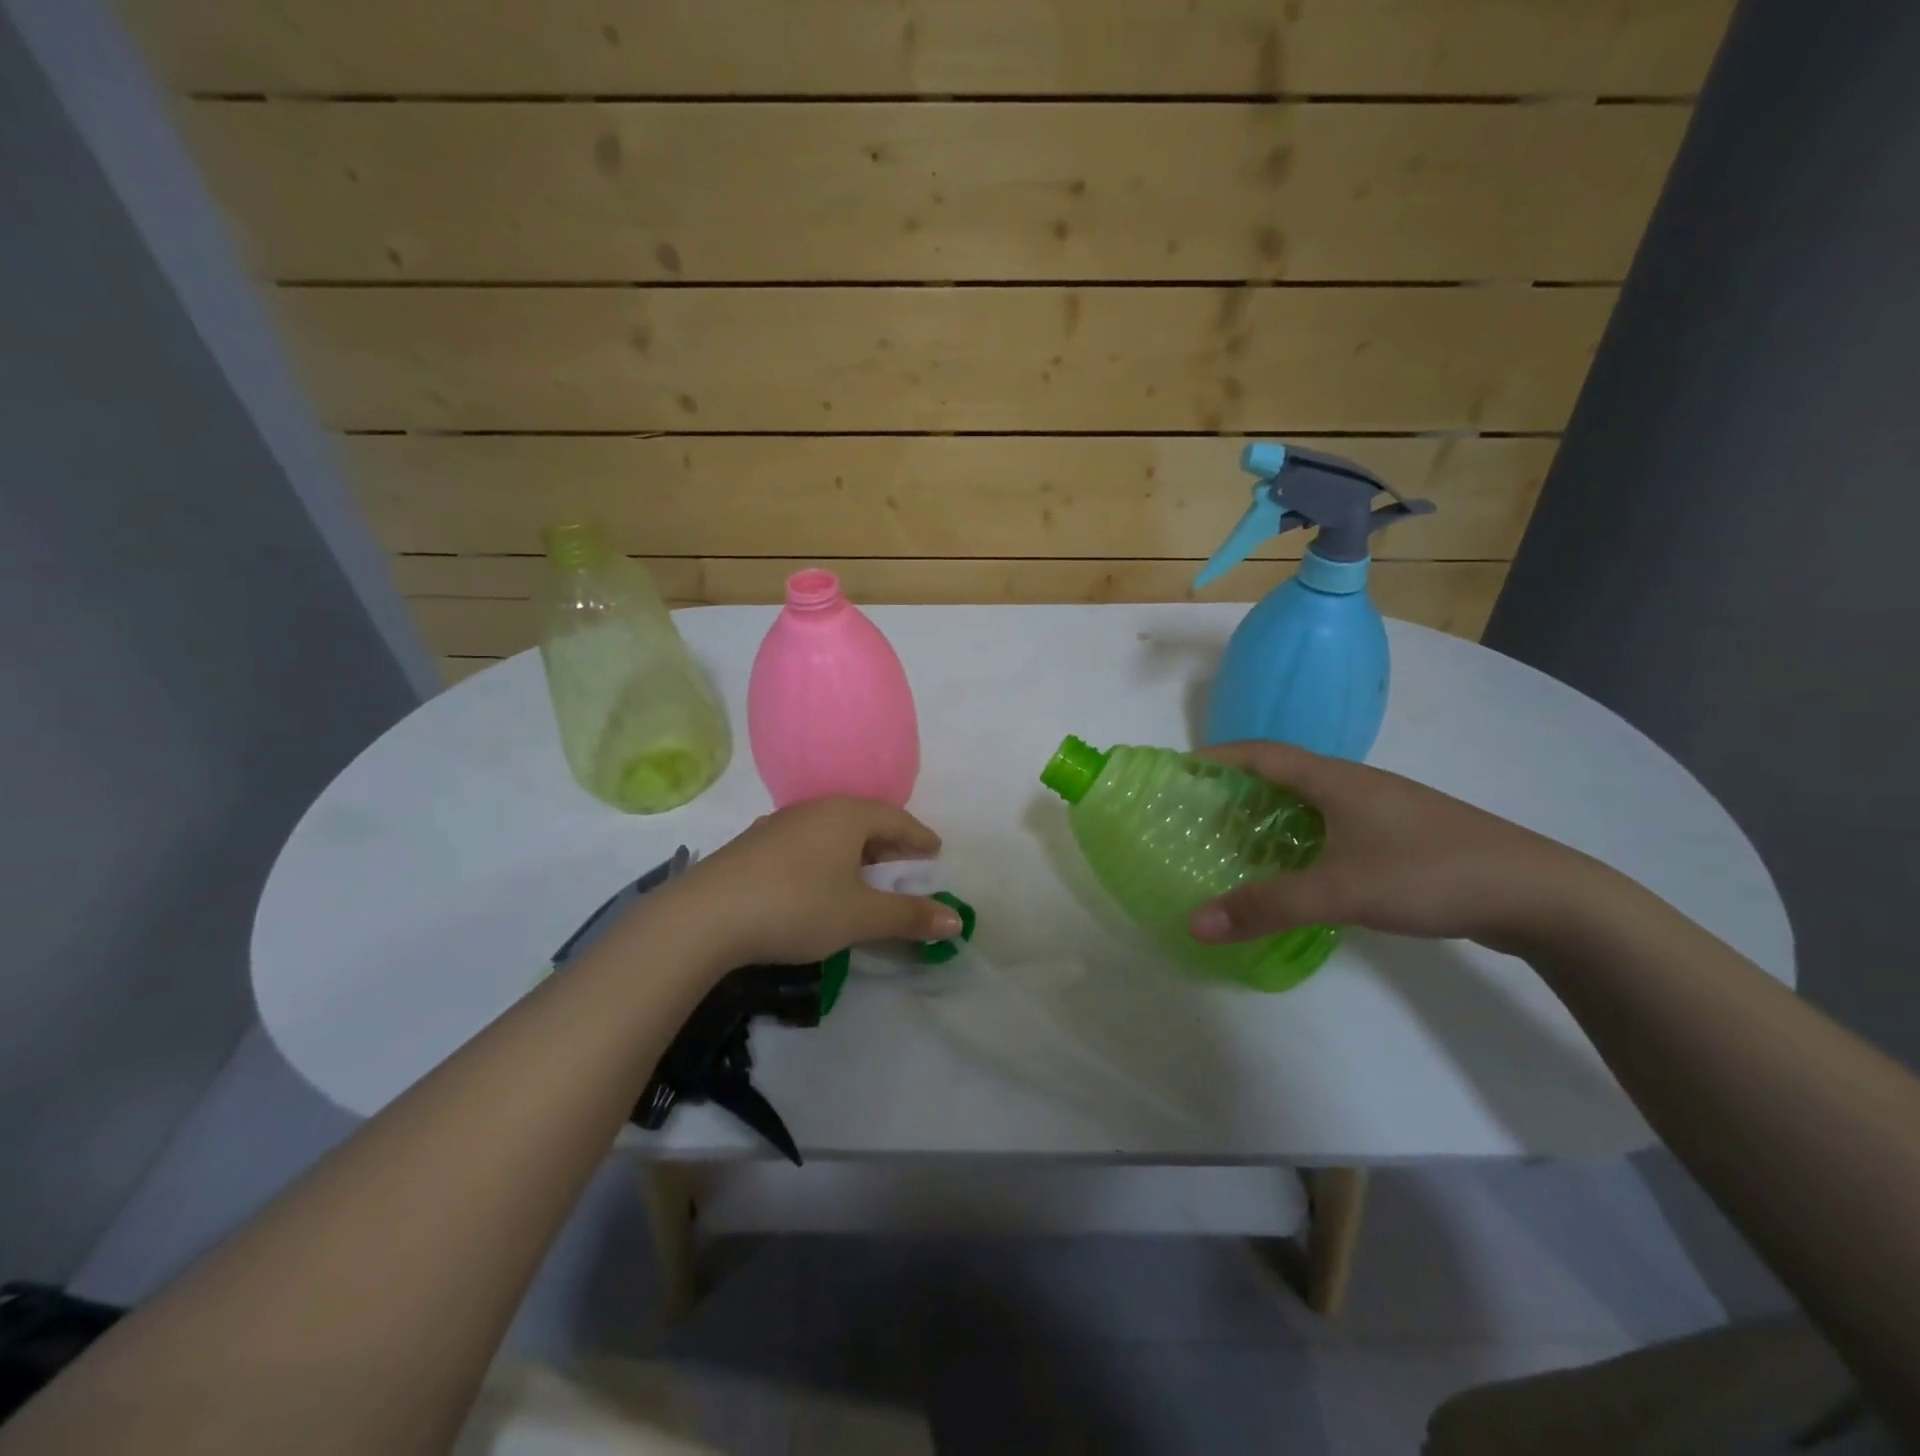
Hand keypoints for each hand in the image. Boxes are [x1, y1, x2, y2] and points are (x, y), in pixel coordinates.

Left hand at [665, 797, 963, 967]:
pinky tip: (820, 886)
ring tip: (865, 882)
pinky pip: (807, 846)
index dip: (920, 839)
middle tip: (906, 872)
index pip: (897, 819)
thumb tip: (956, 920)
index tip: (936, 855)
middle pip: (865, 823)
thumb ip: (909, 916)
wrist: (705, 917)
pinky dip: (827, 862)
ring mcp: (780, 825)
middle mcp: (815, 810)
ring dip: (856, 855)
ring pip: (833, 834)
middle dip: (890, 847)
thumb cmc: (797, 906)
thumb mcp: (860, 916)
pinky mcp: (754, 847)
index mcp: (847, 815)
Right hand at [1189, 741, 1602, 953]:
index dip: (1220, 756)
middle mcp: (1357, 785)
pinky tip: (1301, 871)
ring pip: (1313, 804)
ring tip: (1240, 845)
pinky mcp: (1404, 838)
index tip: (1181, 769)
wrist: (1541, 895)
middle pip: (1284, 775)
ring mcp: (1385, 811)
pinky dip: (1304, 840)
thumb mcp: (1340, 891)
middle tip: (1202, 816)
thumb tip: (1194, 923)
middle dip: (1239, 790)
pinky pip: (1336, 828)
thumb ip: (1266, 906)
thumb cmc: (1430, 873)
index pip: (1263, 753)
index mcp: (1337, 779)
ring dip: (1273, 818)